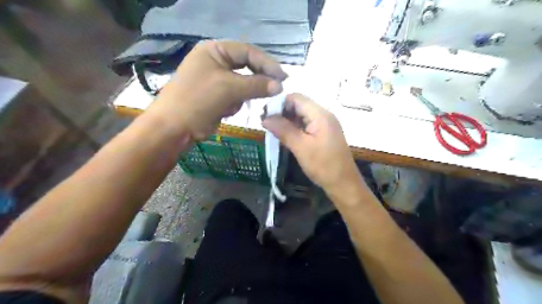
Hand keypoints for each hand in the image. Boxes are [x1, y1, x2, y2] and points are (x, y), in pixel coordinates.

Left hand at [150, 40, 287, 139]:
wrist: (174, 127)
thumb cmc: (199, 100)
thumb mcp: (229, 88)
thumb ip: (256, 85)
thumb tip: (279, 86)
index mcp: (215, 51)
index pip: (247, 51)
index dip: (267, 63)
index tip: (283, 77)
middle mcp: (216, 62)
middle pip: (246, 66)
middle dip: (258, 80)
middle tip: (277, 88)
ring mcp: (216, 79)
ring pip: (243, 83)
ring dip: (245, 94)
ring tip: (240, 103)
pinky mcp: (217, 96)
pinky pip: (236, 95)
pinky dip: (236, 103)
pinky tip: (227, 110)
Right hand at [263, 93, 363, 195]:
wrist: (344, 184)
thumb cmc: (323, 165)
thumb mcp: (301, 147)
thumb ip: (283, 130)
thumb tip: (264, 118)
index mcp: (320, 114)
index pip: (296, 98)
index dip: (279, 103)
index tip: (264, 114)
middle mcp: (324, 115)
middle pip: (299, 105)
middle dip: (282, 111)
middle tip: (265, 123)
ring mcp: (325, 124)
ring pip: (302, 115)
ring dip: (287, 120)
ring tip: (272, 129)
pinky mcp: (324, 134)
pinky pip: (306, 124)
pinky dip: (295, 127)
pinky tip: (285, 135)